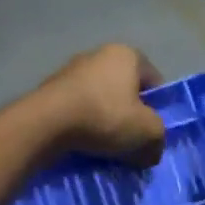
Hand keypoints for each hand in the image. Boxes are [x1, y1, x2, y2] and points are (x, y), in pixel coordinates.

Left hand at [39, 44, 167, 166]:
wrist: (47, 122)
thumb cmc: (105, 116)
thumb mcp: (147, 132)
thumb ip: (158, 139)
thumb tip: (151, 150)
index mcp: (127, 54)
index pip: (154, 81)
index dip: (158, 109)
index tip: (152, 132)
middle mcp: (99, 54)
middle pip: (125, 90)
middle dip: (130, 116)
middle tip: (132, 142)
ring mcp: (72, 69)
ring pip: (101, 100)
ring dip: (106, 121)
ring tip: (106, 147)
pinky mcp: (51, 88)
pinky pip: (78, 108)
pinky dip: (84, 124)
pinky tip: (84, 143)